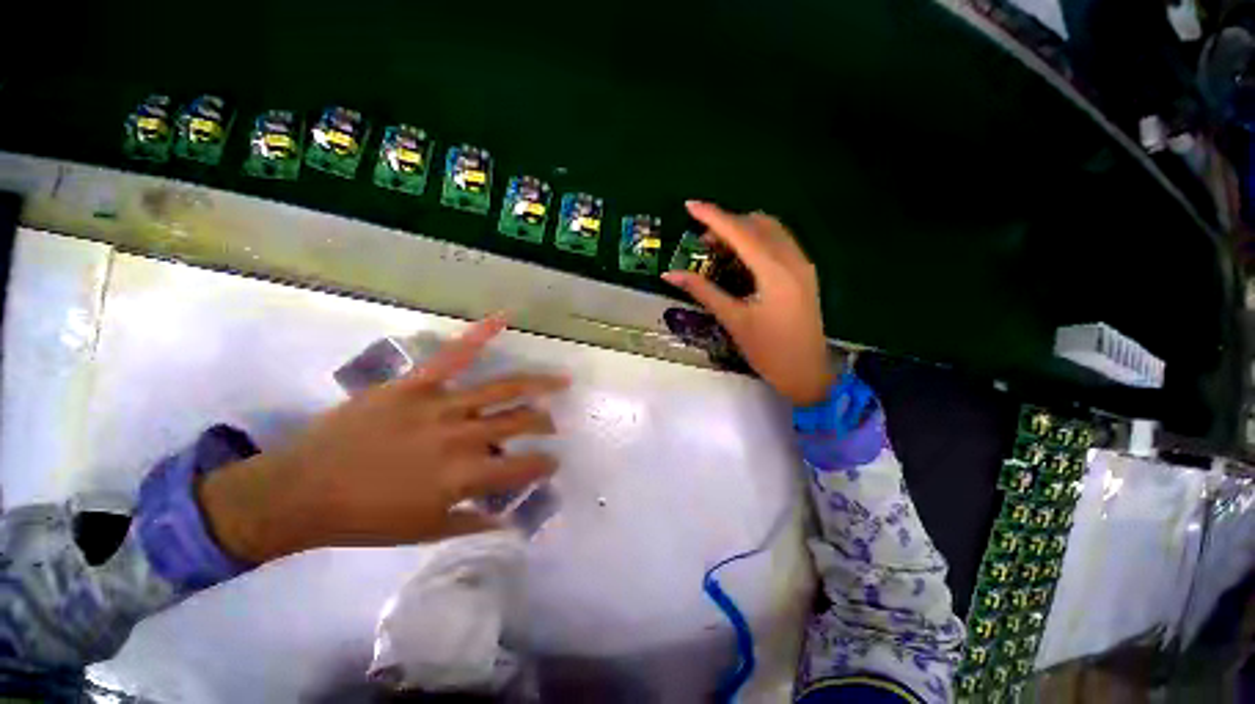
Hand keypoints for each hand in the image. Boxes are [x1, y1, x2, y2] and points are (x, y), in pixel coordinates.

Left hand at [198, 316, 568, 562]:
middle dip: (545, 424)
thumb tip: (511, 524)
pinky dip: (480, 335)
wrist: (301, 490)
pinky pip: (454, 355)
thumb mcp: (425, 530)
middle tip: (552, 426)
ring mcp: (442, 405)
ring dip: (538, 385)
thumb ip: (473, 524)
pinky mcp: (417, 384)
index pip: (524, 467)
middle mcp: (463, 437)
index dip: (545, 465)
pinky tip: (504, 318)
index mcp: (465, 475)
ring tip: (561, 381)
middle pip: (521, 422)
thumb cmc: (366, 518)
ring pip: (504, 389)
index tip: (553, 463)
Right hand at [663, 201, 834, 405]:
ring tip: (718, 249)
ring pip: (771, 230)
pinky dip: (757, 240)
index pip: (739, 232)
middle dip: (726, 224)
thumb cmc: (768, 351)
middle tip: (701, 242)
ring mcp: (802, 264)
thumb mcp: (733, 320)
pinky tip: (742, 257)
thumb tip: (670, 274)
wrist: (807, 373)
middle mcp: (793, 259)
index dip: (712, 216)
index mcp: (774, 271)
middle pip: (757, 224)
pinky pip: (780, 242)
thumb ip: (703, 291)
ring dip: (743, 230)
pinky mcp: (805, 273)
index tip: (689, 205)